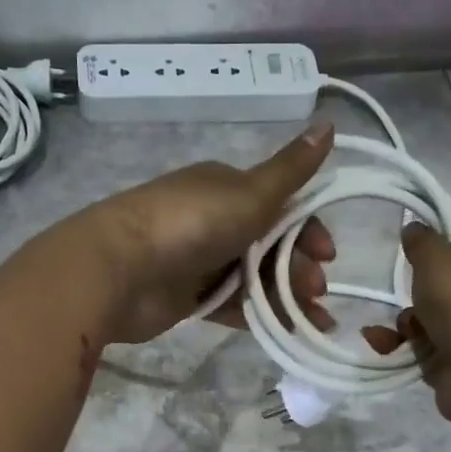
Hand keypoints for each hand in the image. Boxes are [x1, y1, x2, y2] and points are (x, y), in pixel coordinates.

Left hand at [79, 123, 339, 343]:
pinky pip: (232, 304)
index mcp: (226, 187)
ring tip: (311, 320)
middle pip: (270, 244)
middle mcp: (213, 220)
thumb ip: (292, 169)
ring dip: (286, 295)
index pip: (281, 205)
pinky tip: (284, 329)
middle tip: (317, 291)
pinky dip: (258, 314)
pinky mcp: (187, 297)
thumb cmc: (191, 224)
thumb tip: (330, 122)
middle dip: (299, 267)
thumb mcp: (251, 193)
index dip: (309, 230)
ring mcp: (199, 260)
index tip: (327, 256)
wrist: (120, 270)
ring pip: (253, 278)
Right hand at [363, 224, 450, 436]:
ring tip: (399, 330)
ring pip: (424, 318)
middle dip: (412, 291)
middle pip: (438, 283)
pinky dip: (399, 346)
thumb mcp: (437, 257)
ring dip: (403, 322)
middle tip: (401, 294)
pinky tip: (381, 345)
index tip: (410, 256)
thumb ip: (420, 241)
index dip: (432, 249)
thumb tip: (414, 228)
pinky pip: (419, 348)